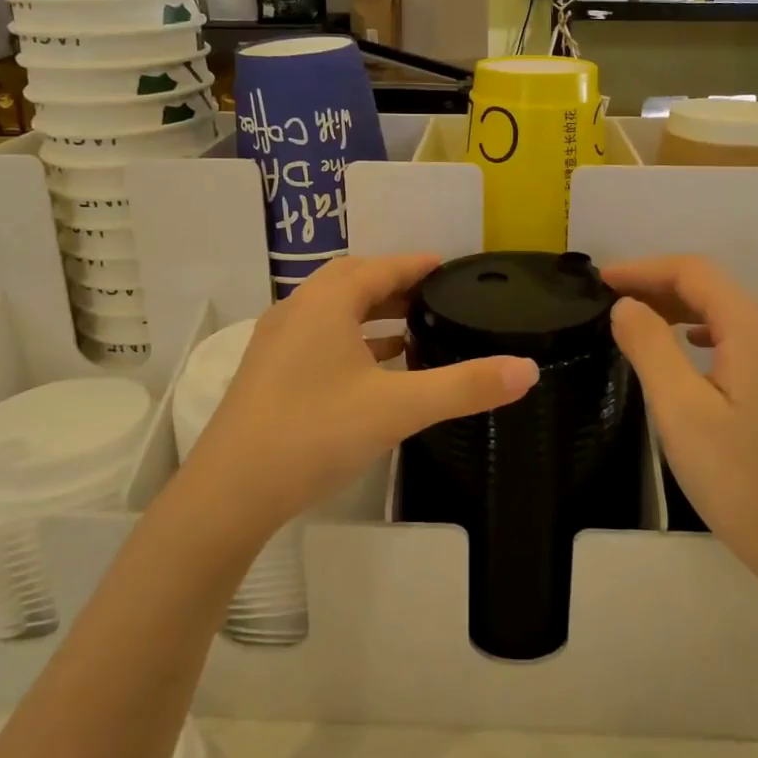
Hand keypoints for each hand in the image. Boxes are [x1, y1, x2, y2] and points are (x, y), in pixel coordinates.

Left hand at [176, 254, 538, 550]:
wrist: (229, 493)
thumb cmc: (315, 434)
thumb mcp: (399, 408)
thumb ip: (464, 386)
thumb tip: (527, 370)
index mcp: (326, 303)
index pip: (381, 267)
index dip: (417, 264)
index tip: (450, 267)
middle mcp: (297, 310)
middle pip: (353, 282)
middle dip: (395, 284)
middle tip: (435, 297)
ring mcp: (277, 342)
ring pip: (333, 312)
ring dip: (372, 313)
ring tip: (413, 330)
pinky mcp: (268, 373)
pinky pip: (320, 338)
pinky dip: (352, 340)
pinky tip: (373, 370)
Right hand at [603, 256, 757, 607]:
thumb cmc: (742, 479)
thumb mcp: (680, 411)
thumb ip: (649, 347)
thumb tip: (626, 305)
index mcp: (756, 327)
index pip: (694, 272)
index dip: (644, 269)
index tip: (600, 281)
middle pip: (713, 288)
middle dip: (659, 287)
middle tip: (610, 303)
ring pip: (728, 313)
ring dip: (681, 310)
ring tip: (638, 322)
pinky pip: (743, 338)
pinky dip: (705, 333)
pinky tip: (688, 349)